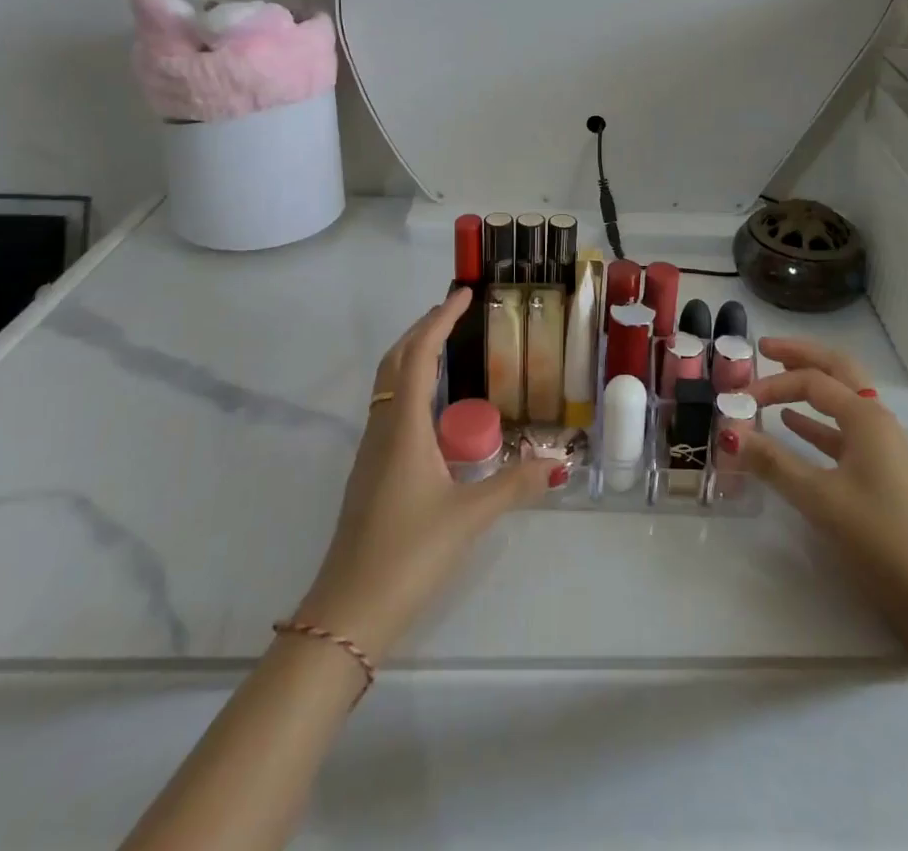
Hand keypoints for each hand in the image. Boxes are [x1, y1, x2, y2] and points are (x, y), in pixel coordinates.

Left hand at [294, 289, 553, 661]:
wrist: (348, 612)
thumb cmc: (409, 554)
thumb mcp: (470, 517)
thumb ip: (515, 485)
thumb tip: (559, 463)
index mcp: (403, 428)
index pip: (418, 356)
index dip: (439, 321)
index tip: (461, 294)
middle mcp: (383, 430)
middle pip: (395, 363)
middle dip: (422, 330)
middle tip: (454, 311)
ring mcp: (371, 453)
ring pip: (388, 386)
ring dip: (413, 356)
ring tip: (446, 348)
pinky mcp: (370, 474)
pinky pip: (390, 410)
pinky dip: (409, 386)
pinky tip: (433, 409)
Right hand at [732, 338, 907, 648]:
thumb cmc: (878, 536)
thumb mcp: (819, 498)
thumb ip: (773, 462)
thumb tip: (728, 432)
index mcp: (866, 417)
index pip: (811, 382)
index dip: (772, 385)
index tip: (738, 399)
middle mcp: (876, 419)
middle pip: (836, 369)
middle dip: (801, 355)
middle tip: (765, 347)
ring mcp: (880, 444)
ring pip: (841, 397)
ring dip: (809, 384)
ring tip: (775, 377)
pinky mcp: (878, 469)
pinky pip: (841, 429)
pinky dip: (815, 421)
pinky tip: (792, 425)